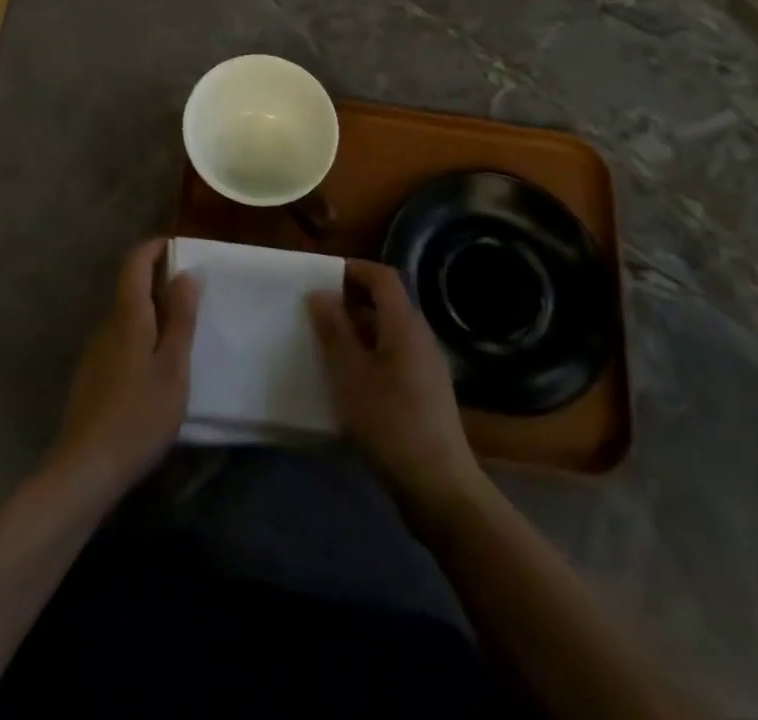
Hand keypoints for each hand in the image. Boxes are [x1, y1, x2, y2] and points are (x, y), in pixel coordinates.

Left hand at [46, 239, 199, 501]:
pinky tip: (155, 368)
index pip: (135, 263)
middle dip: (158, 281)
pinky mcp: (91, 377)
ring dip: (151, 312)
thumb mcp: (173, 368)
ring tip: (181, 332)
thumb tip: (186, 273)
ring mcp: (95, 352)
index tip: (177, 246)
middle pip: (130, 288)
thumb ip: (181, 319)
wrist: (85, 469)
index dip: (153, 248)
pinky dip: (140, 336)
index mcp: (128, 317)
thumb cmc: (139, 416)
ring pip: (126, 317)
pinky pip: (119, 340)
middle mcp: (106, 326)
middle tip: (192, 294)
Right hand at [308, 260, 485, 523]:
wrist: (440, 487)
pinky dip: (371, 353)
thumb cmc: (390, 422)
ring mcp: (428, 366)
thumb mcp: (350, 374)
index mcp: (405, 325)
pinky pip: (396, 355)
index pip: (383, 277)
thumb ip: (334, 330)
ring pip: (390, 331)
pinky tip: (350, 378)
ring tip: (327, 343)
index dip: (354, 269)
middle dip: (352, 300)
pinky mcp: (427, 392)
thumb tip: (320, 293)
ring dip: (359, 329)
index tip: (323, 276)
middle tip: (318, 310)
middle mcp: (421, 337)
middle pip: (388, 302)